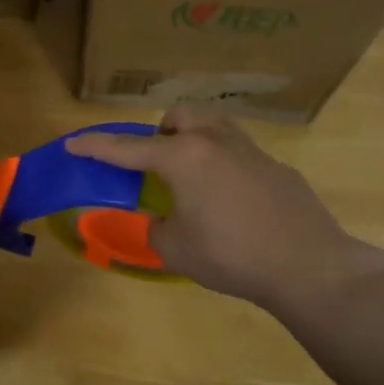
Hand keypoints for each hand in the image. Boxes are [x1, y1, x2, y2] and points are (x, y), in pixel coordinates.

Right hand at [66, 105, 383, 321]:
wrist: (310, 266)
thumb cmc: (232, 255)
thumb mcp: (177, 249)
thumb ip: (156, 229)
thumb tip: (160, 222)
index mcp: (183, 158)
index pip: (127, 148)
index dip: (95, 147)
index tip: (73, 144)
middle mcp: (215, 143)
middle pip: (179, 118)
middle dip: (160, 133)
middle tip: (156, 165)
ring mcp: (251, 152)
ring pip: (214, 126)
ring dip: (194, 140)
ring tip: (191, 178)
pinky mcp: (277, 169)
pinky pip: (239, 153)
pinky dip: (223, 166)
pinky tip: (232, 203)